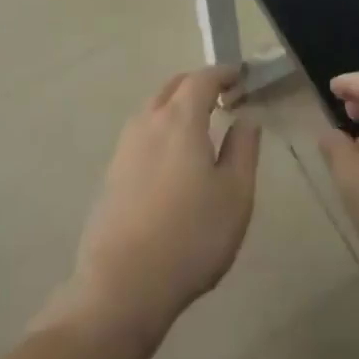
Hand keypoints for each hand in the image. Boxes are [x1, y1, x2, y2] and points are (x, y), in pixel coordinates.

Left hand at [58, 66, 260, 349]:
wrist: (123, 285)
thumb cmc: (191, 236)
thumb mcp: (235, 194)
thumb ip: (243, 149)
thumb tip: (246, 118)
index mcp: (180, 119)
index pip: (202, 79)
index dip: (223, 73)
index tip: (240, 77)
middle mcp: (148, 123)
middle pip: (172, 87)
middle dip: (198, 84)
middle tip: (222, 96)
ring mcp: (124, 148)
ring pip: (152, 108)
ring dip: (176, 105)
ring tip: (200, 124)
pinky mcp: (112, 173)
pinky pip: (141, 133)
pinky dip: (161, 128)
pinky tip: (172, 156)